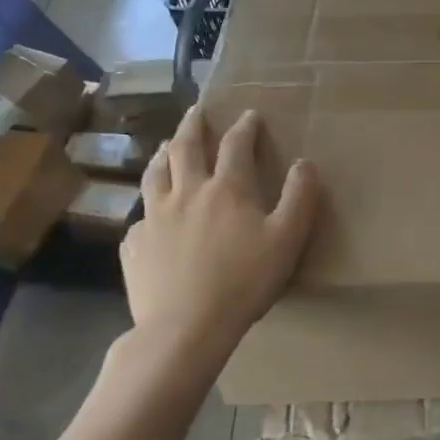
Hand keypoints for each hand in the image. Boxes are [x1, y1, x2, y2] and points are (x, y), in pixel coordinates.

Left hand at [119, 103, 318, 357]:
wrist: (184, 329)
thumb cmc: (243, 282)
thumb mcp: (287, 239)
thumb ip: (299, 197)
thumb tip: (305, 163)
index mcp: (227, 189)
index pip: (236, 145)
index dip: (245, 127)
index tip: (250, 114)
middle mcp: (187, 192)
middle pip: (186, 148)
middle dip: (194, 125)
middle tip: (197, 111)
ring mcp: (155, 218)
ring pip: (155, 173)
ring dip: (163, 154)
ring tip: (167, 146)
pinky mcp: (134, 245)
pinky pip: (140, 216)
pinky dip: (149, 206)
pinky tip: (151, 214)